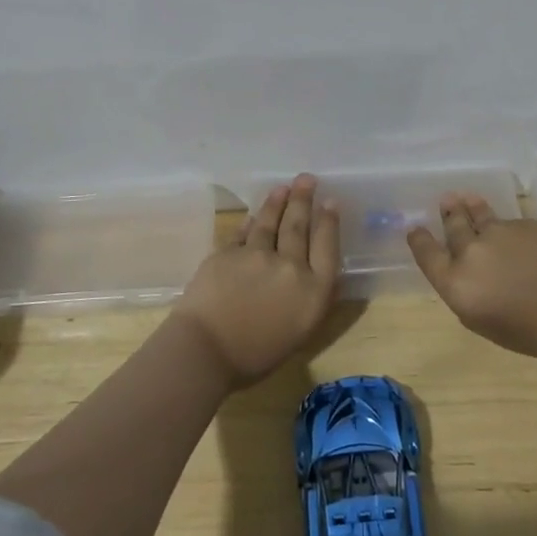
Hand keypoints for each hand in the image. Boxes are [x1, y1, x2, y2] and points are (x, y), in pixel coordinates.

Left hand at [174, 174, 341, 386]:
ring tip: (283, 188)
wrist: (205, 351)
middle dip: (304, 200)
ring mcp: (257, 255)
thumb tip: (309, 272)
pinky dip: (250, 221)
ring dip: (277, 202)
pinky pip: (243, 232)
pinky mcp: (228, 252)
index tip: (330, 202)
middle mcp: (290, 266)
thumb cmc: (256, 356)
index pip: (327, 247)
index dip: (329, 222)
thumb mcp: (299, 332)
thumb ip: (308, 298)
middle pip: (299, 226)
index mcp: (313, 291)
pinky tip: (253, 214)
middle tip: (306, 179)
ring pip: (269, 222)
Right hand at [407, 193, 536, 365]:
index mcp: (457, 284)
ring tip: (467, 198)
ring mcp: (500, 232)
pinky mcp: (527, 223)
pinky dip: (506, 225)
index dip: (420, 240)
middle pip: (453, 226)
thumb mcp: (490, 326)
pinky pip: (509, 222)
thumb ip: (471, 299)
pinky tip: (513, 230)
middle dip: (448, 214)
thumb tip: (469, 281)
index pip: (427, 255)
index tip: (416, 229)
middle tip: (447, 202)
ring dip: (471, 207)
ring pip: (479, 215)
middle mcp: (471, 252)